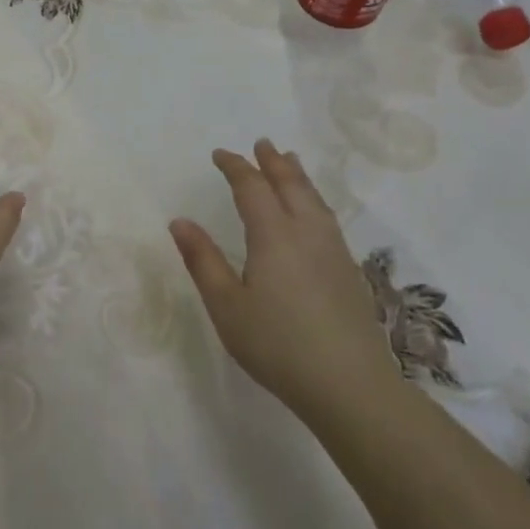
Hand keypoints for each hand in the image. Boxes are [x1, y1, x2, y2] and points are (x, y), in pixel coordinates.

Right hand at [169, 139, 399, 414]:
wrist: (350, 384)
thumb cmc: (277, 344)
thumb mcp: (226, 305)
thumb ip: (202, 260)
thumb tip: (179, 221)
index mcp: (274, 235)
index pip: (252, 188)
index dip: (235, 167)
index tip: (220, 154)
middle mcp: (307, 233)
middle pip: (290, 185)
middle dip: (273, 162)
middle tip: (262, 144)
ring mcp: (334, 251)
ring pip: (315, 199)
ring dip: (298, 177)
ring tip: (290, 162)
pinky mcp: (349, 271)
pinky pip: (328, 218)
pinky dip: (314, 199)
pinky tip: (313, 212)